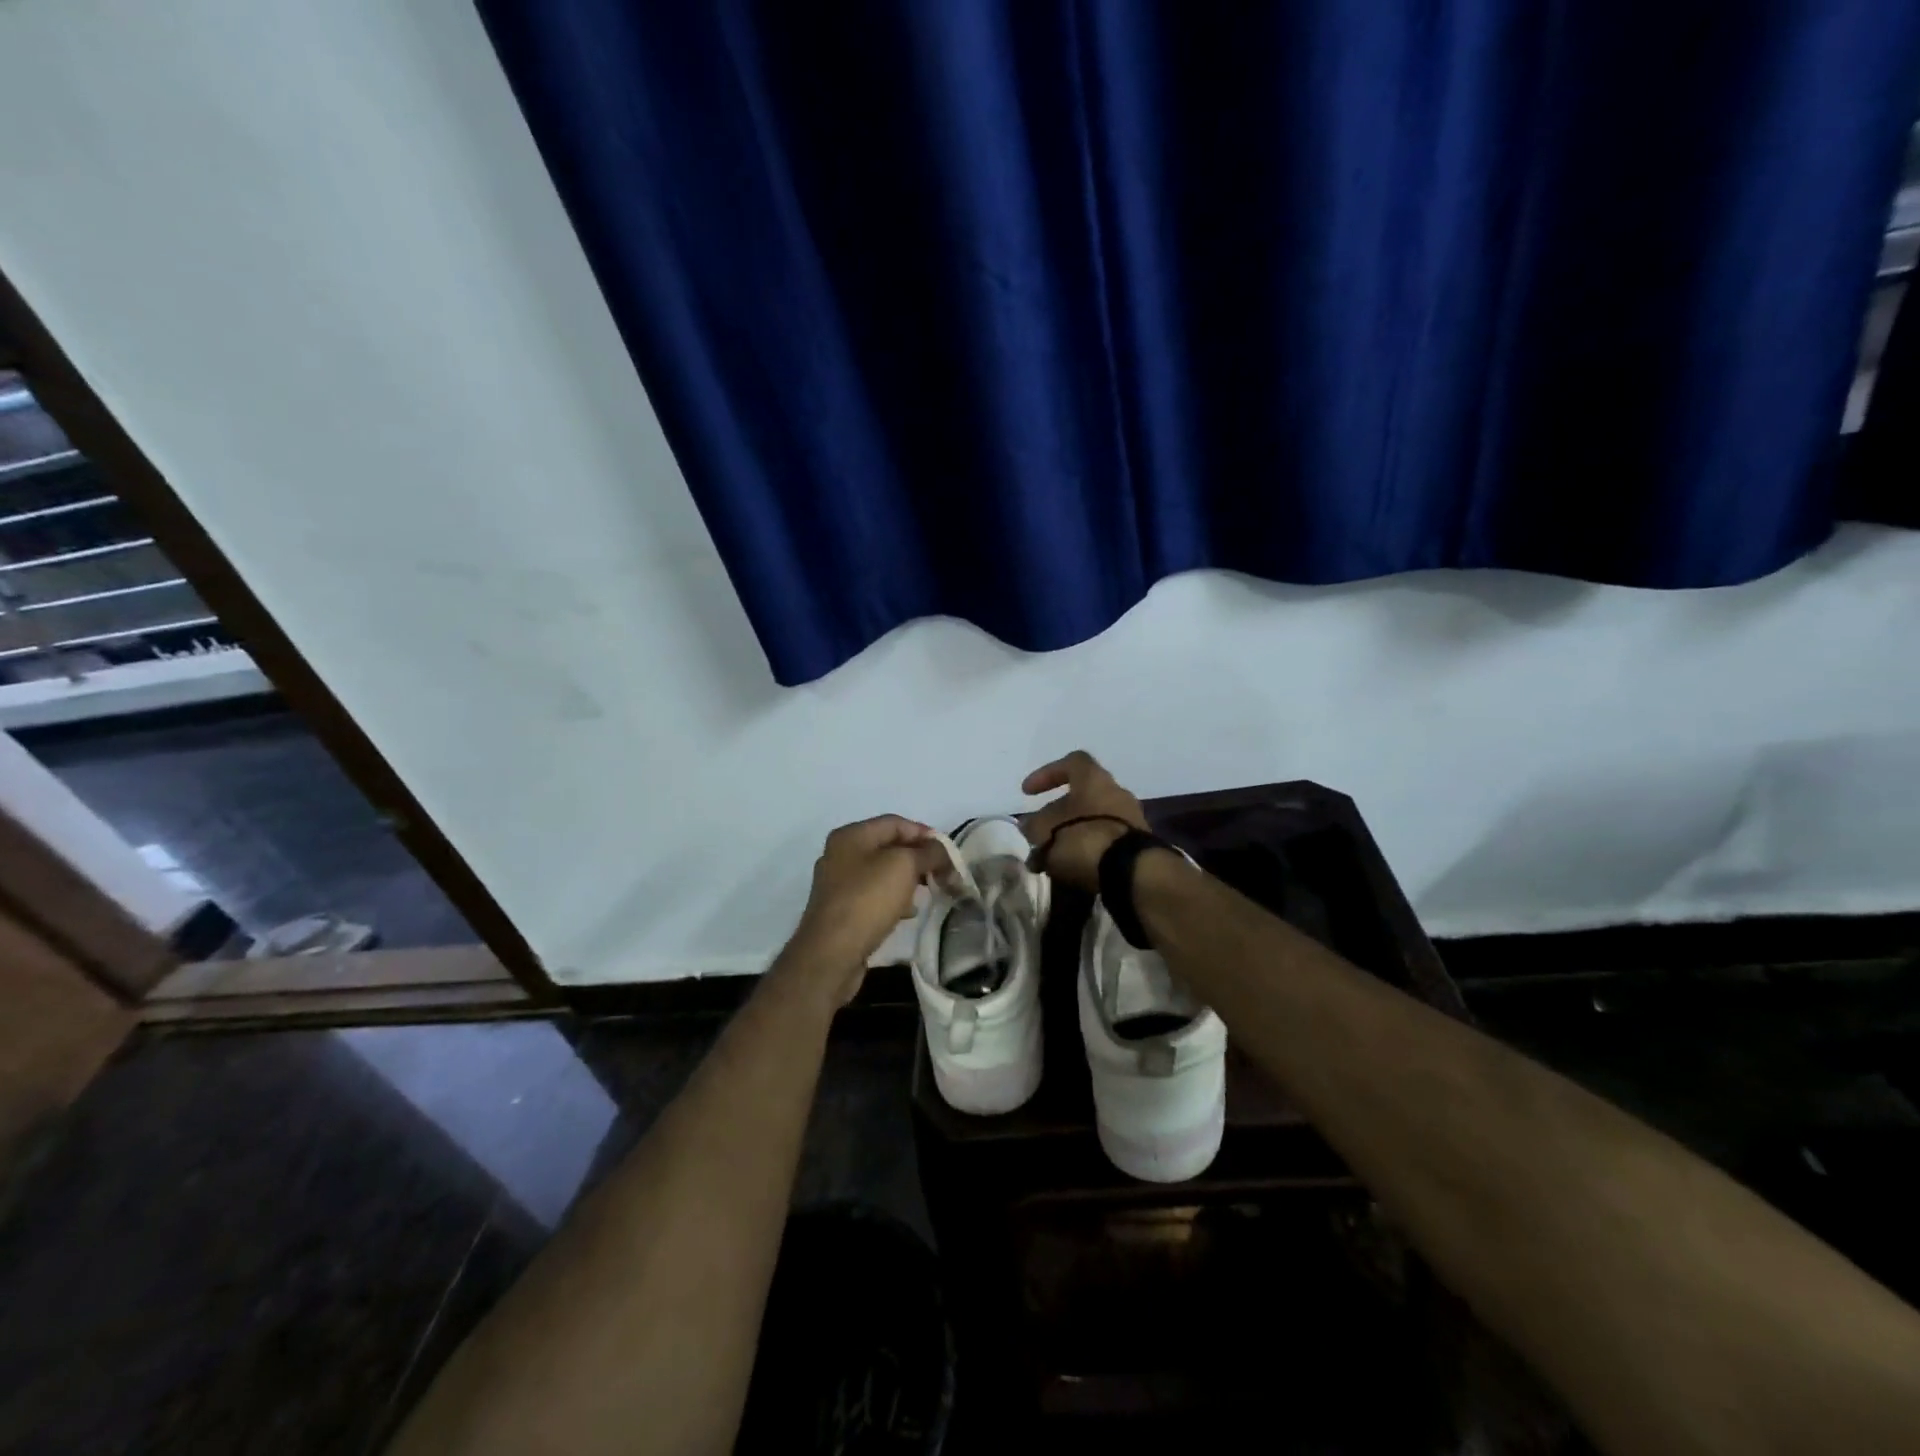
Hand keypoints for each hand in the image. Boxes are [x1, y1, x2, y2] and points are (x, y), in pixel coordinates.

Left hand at [784, 815, 945, 1006]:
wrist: (831, 954)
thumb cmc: (868, 900)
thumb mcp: (904, 866)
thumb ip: (928, 852)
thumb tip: (941, 850)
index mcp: (851, 835)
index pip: (895, 822)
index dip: (924, 833)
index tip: (948, 852)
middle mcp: (840, 854)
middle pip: (889, 847)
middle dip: (918, 858)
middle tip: (942, 873)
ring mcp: (838, 884)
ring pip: (882, 873)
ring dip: (908, 879)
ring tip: (928, 892)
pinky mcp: (841, 910)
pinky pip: (874, 896)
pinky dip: (894, 899)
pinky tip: (907, 913)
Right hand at [1021, 751, 1148, 890]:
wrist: (1131, 871)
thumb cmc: (1083, 838)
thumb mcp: (1045, 831)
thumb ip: (1033, 826)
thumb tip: (1030, 826)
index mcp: (1094, 778)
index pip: (1071, 762)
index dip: (1047, 774)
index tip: (1028, 793)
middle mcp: (1116, 792)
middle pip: (1082, 795)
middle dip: (1058, 813)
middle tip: (1039, 831)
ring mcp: (1131, 818)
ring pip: (1093, 820)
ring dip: (1072, 834)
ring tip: (1051, 856)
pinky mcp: (1138, 845)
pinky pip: (1106, 841)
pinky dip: (1088, 850)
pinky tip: (1071, 868)